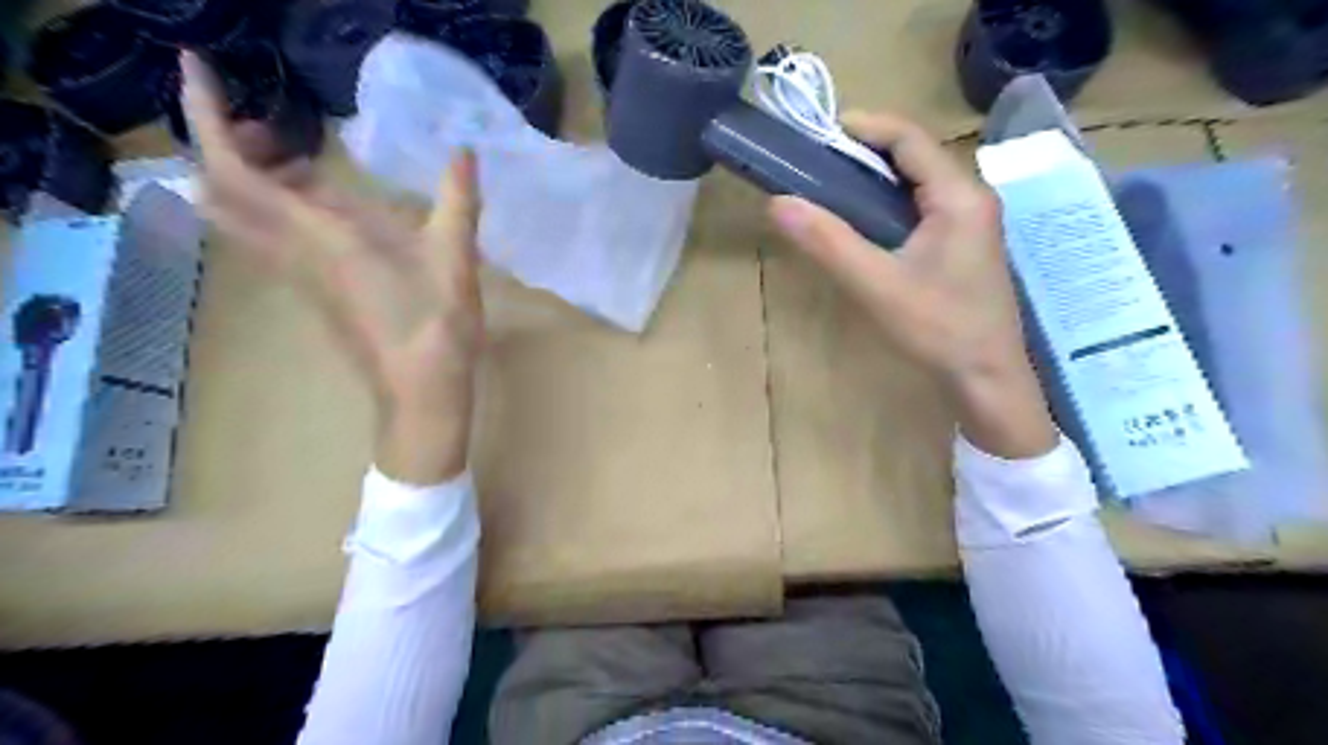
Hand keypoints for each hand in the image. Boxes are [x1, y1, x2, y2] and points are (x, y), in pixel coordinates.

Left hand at [181, 51, 483, 483]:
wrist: (420, 392)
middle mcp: (295, 252)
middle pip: (224, 192)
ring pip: (243, 217)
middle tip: (271, 123)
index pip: (235, 171)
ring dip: (252, 177)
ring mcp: (301, 275)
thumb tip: (465, 152)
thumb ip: (457, 202)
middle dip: (229, 145)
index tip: (199, 69)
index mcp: (322, 237)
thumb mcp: (455, 260)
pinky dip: (277, 207)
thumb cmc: (435, 327)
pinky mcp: (316, 291)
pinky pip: (271, 238)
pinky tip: (327, 208)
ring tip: (299, 157)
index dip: (206, 116)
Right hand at [774, 109, 1053, 460]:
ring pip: (918, 185)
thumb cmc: (938, 329)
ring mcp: (971, 224)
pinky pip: (923, 210)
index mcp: (958, 197)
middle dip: (866, 153)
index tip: (822, 130)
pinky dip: (889, 206)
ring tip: (831, 188)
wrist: (987, 379)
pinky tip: (863, 224)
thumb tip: (778, 203)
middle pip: (916, 158)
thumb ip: (827, 242)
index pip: (911, 139)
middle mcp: (971, 199)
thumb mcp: (876, 285)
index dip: (867, 126)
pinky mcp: (963, 247)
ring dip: (876, 180)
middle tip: (817, 163)